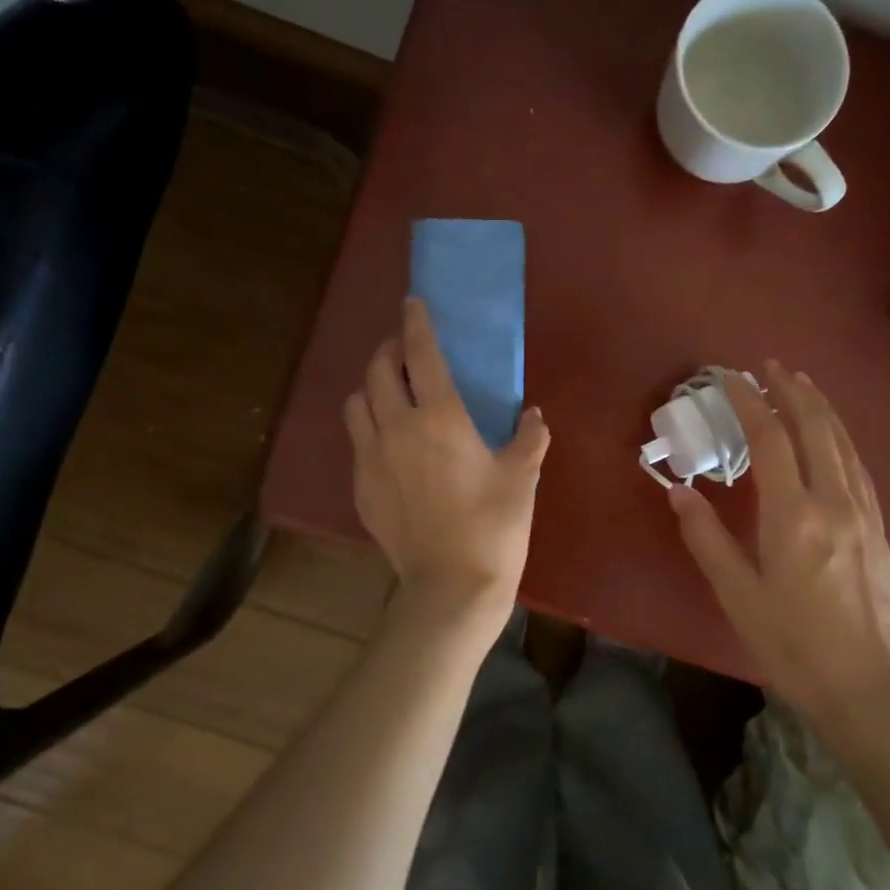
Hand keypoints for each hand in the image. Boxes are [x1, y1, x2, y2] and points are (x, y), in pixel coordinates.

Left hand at [344, 299, 549, 623]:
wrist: (451, 586)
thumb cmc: (494, 526)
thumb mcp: (522, 477)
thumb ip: (529, 437)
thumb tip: (533, 415)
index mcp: (439, 418)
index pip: (420, 353)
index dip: (416, 323)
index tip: (413, 303)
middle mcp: (396, 428)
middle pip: (377, 370)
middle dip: (388, 350)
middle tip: (406, 350)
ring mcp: (371, 458)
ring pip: (356, 403)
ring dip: (372, 387)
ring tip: (391, 393)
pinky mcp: (360, 487)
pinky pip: (357, 441)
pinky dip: (369, 427)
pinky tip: (390, 445)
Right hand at [668, 363, 889, 732]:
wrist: (865, 688)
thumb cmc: (791, 644)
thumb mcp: (736, 594)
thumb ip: (706, 537)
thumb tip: (678, 489)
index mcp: (794, 515)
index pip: (770, 438)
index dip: (749, 400)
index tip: (729, 376)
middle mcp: (834, 501)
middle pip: (815, 427)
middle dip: (791, 390)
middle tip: (769, 365)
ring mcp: (864, 512)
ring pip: (843, 442)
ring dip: (820, 407)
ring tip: (801, 383)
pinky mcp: (879, 528)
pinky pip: (858, 465)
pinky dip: (841, 436)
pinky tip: (833, 436)